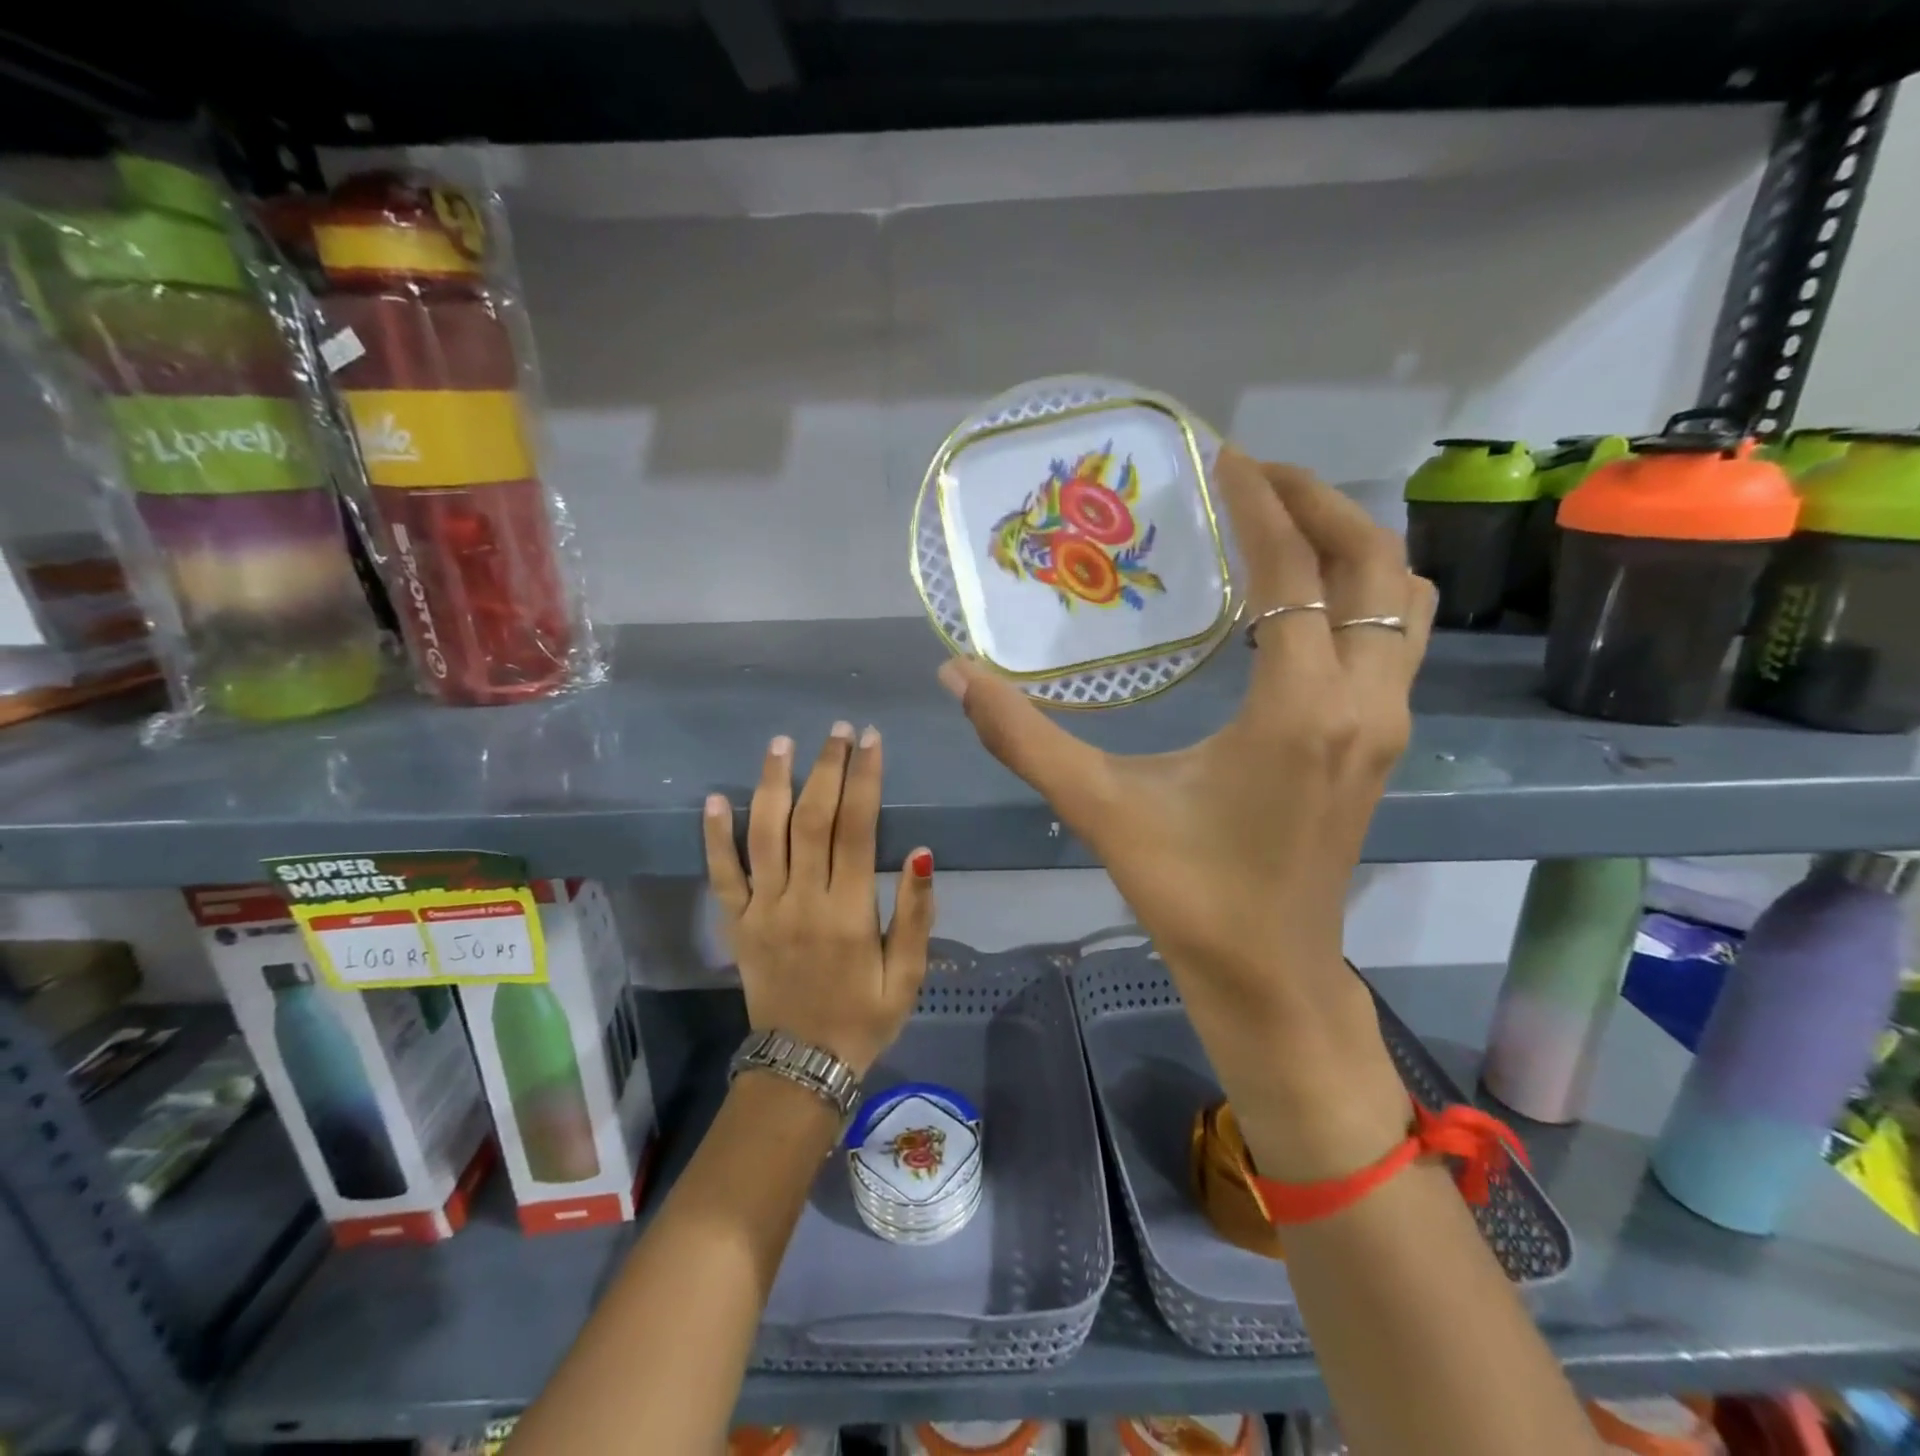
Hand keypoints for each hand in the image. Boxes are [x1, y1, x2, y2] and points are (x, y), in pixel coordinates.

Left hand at [704, 722, 935, 1076]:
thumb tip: (924, 854)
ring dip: (772, 784)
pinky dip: (715, 836)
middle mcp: (802, 900)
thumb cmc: (864, 1017)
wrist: (802, 1067)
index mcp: (849, 911)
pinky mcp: (736, 924)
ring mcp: (762, 910)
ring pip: (764, 835)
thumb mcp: (908, 975)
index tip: (870, 740)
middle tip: (836, 729)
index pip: (857, 828)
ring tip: (782, 743)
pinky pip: (721, 875)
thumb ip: (917, 914)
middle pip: (811, 820)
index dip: (865, 779)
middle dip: (826, 768)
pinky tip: (715, 797)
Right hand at [940, 449, 1436, 1173]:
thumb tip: (957, 675)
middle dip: (1318, 503)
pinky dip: (1361, 596)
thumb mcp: (1098, 808)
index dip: (1260, 502)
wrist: (1269, 974)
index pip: (1292, 572)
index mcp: (1297, 709)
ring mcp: (1386, 724)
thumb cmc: (1189, 893)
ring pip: (1403, 600)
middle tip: (1254, 476)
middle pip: (1374, 564)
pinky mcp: (1384, 743)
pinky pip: (1396, 639)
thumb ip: (1023, 738)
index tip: (1223, 456)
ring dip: (1352, 546)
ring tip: (1284, 525)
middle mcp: (1362, 703)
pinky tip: (1298, 605)